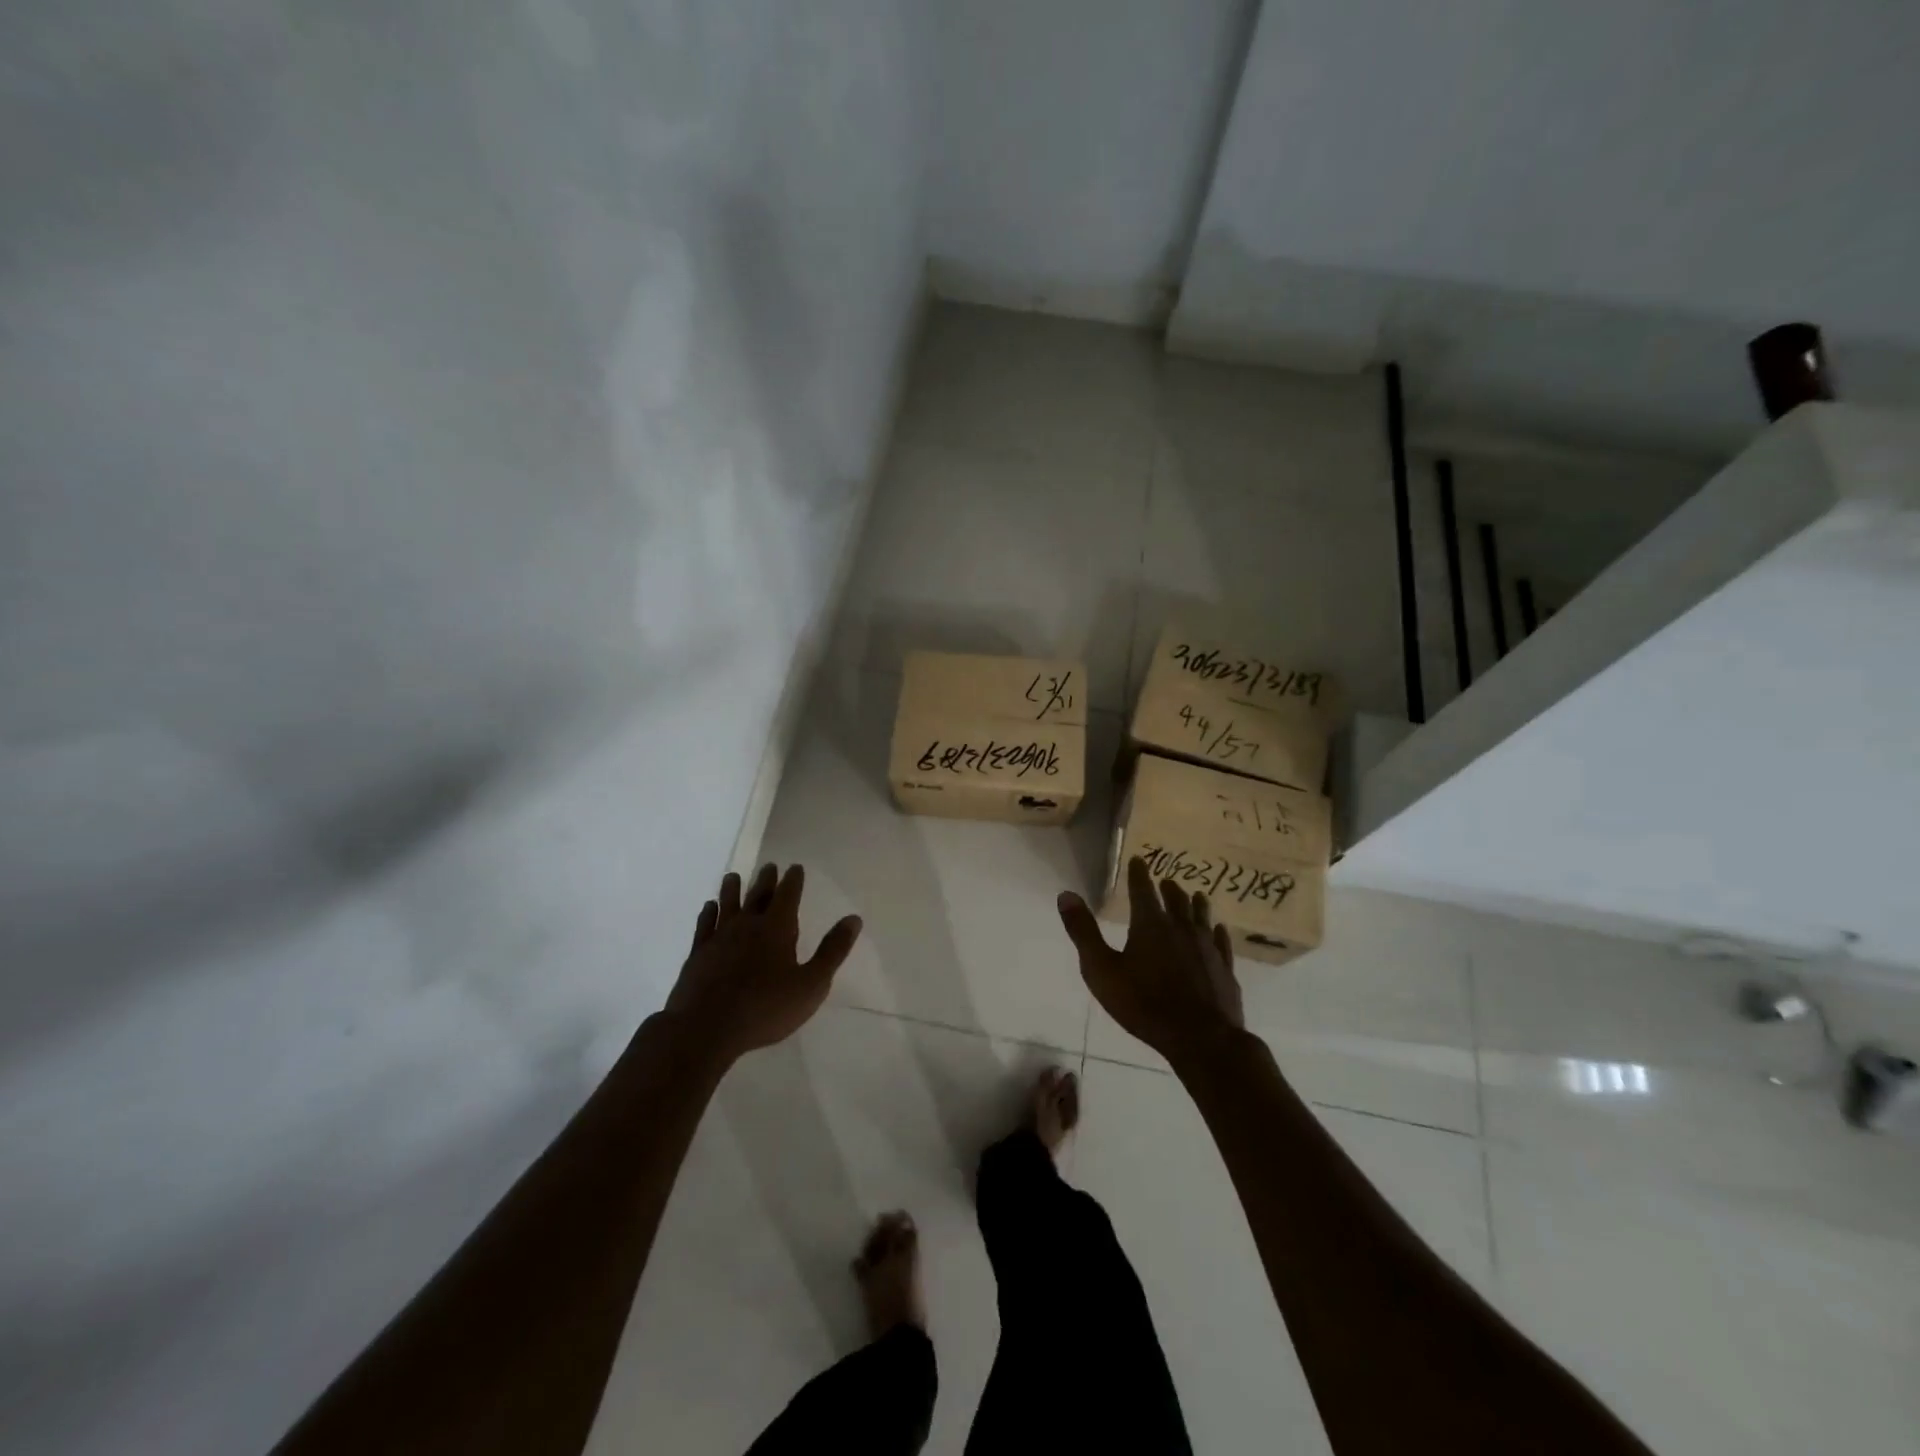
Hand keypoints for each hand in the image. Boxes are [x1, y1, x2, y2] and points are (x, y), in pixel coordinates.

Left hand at [664, 863, 861, 1064]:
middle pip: (758, 895)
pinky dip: (708, 913)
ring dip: (732, 889)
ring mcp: (719, 938)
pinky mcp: (698, 954)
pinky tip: (708, 908)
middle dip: (766, 880)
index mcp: (777, 928)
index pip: (788, 895)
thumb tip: (854, 919)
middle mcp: (747, 925)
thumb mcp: (811, 984)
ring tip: (733, 877)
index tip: (795, 867)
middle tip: (769, 866)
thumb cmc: (766, 1008)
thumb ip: (833, 950)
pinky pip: (704, 925)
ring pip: (727, 904)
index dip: (793, 880)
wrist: (705, 1028)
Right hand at [1057, 856, 1244, 1063]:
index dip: (1139, 874)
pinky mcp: (1224, 967)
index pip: (1143, 890)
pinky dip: (1218, 932)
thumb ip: (1083, 932)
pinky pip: (1221, 941)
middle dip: (1168, 888)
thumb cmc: (1144, 1004)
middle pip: (1175, 900)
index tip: (1139, 860)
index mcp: (1150, 924)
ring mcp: (1207, 947)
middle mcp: (1181, 928)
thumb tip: (1066, 894)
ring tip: (1196, 895)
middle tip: (1165, 881)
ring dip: (1196, 903)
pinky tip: (1219, 930)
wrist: (1201, 1038)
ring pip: (1202, 916)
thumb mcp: (1101, 970)